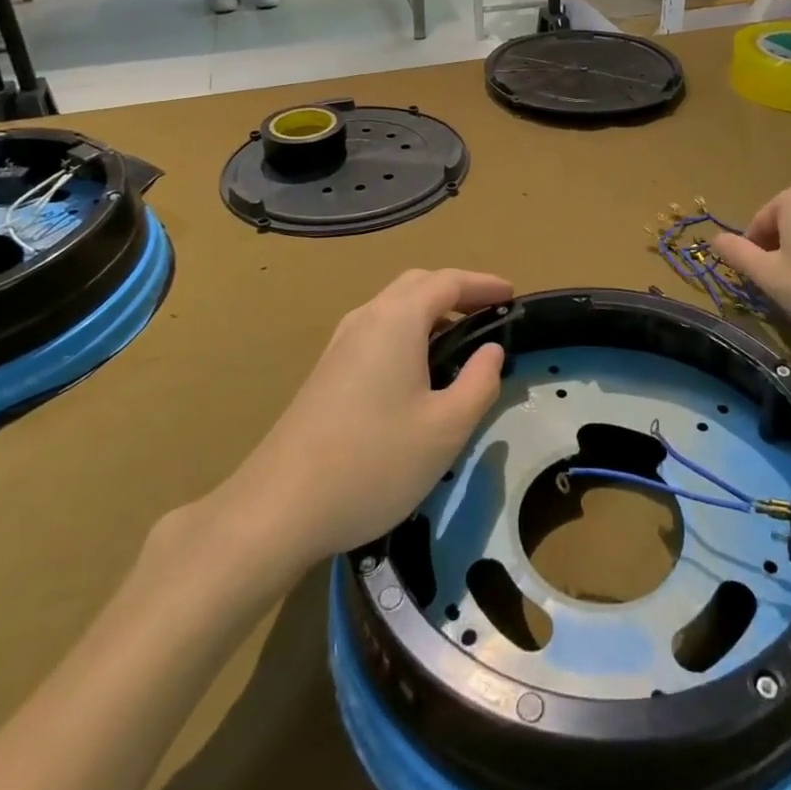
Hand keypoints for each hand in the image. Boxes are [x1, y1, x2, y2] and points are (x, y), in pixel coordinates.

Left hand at [212, 269, 510, 565]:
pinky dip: (408, 332)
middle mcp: (366, 319)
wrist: (278, 508)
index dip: (483, 284)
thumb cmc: (373, 463)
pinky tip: (418, 372)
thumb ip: (479, 382)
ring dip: (431, 311)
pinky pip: (377, 331)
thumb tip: (491, 350)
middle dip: (457, 291)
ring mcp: (340, 345)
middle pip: (417, 284)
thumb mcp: (445, 429)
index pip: (447, 281)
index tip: (512, 295)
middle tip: (489, 313)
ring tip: (461, 341)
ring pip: (393, 308)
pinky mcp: (326, 372)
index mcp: (396, 321)